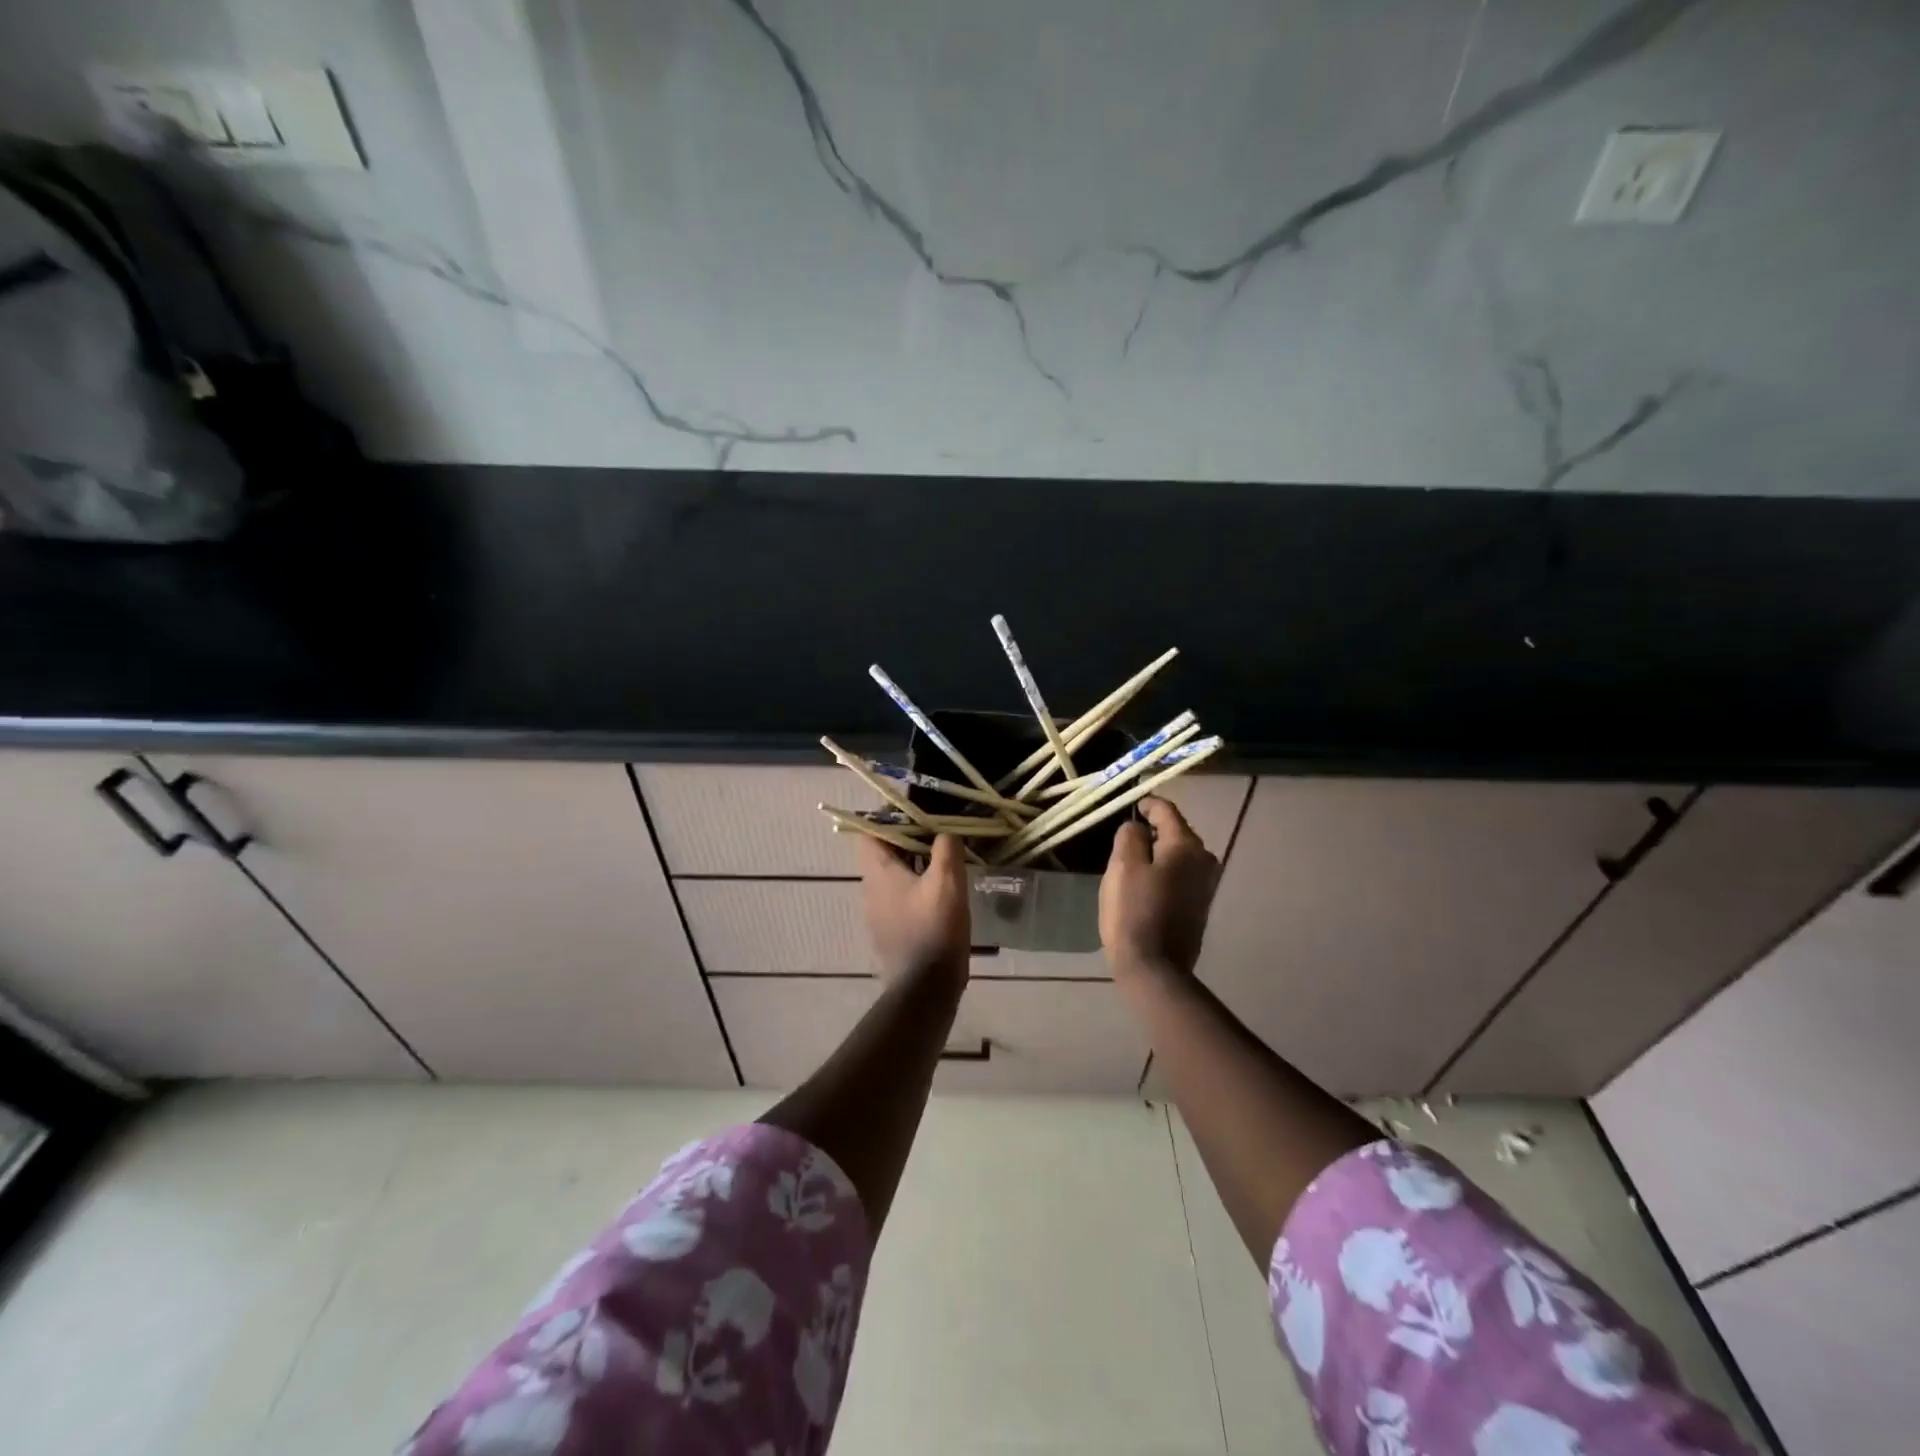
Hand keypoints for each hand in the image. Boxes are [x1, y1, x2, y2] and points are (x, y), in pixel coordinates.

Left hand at [857, 832, 969, 981]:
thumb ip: (945, 849)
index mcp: (878, 872)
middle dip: (908, 839)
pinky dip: (915, 887)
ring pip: (892, 875)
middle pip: (882, 851)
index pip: (869, 831)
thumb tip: (945, 831)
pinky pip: (898, 897)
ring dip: (914, 863)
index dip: (889, 817)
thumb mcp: (948, 883)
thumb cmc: (934, 929)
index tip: (918, 812)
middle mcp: (870, 888)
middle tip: (939, 834)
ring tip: (944, 860)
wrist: (925, 989)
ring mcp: (876, 912)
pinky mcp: (889, 930)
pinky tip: (940, 893)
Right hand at [1100, 797, 1220, 977]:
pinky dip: (1164, 873)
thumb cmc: (1134, 911)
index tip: (1132, 804)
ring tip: (1133, 861)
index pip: (1167, 811)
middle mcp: (1204, 860)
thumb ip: (1130, 836)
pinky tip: (1146, 885)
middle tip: (1127, 837)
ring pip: (1178, 856)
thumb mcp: (1123, 865)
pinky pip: (1180, 876)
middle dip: (1153, 831)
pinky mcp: (1200, 906)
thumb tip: (1138, 827)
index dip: (1147, 804)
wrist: (1155, 967)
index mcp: (1186, 845)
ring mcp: (1206, 886)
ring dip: (1158, 854)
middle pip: (1176, 833)